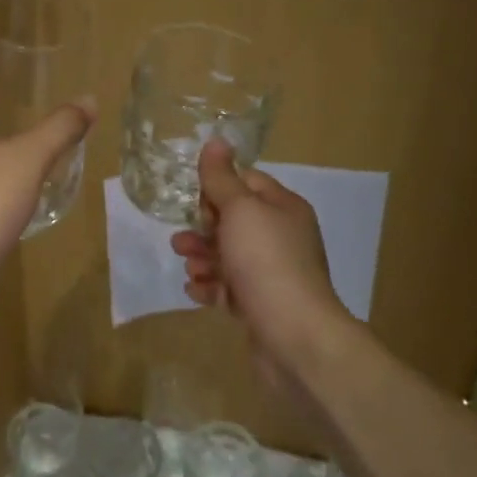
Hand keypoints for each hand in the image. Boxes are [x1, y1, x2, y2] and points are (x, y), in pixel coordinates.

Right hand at [170, 139, 353, 377]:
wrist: (294, 336)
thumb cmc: (266, 261)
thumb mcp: (240, 210)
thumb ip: (222, 178)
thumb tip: (215, 140)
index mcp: (284, 208)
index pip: (247, 182)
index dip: (218, 187)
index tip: (194, 200)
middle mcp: (282, 237)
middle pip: (234, 221)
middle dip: (203, 227)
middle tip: (182, 238)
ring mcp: (273, 273)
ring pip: (229, 256)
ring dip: (203, 257)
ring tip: (186, 266)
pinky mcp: (262, 305)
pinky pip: (230, 288)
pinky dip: (211, 287)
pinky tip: (195, 290)